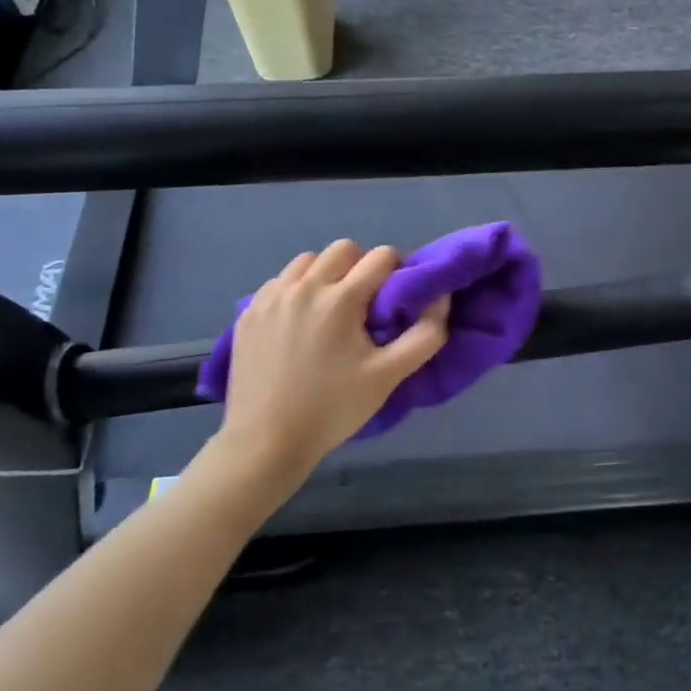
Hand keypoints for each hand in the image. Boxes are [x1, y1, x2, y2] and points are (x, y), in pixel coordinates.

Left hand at [215, 240, 450, 478]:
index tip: (395, 297)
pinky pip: (280, 281)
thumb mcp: (389, 376)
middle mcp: (304, 287)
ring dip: (326, 274)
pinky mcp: (249, 312)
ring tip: (329, 309)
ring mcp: (271, 298)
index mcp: (340, 299)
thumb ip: (424, 335)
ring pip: (307, 261)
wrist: (265, 442)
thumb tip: (441, 299)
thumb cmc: (332, 408)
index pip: (381, 256)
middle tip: (365, 302)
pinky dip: (296, 289)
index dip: (396, 271)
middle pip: (343, 249)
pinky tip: (299, 321)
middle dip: (361, 266)